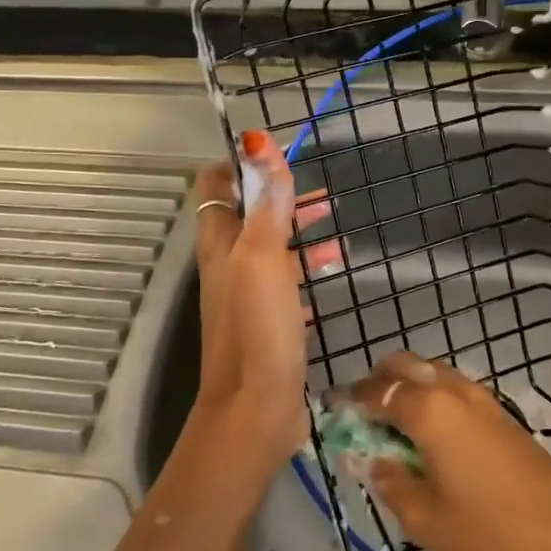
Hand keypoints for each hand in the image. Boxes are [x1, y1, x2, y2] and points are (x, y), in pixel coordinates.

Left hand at [189, 132, 318, 476]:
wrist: (257, 409)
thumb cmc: (258, 327)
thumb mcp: (263, 255)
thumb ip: (265, 201)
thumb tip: (257, 141)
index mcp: (219, 243)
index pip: (215, 186)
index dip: (240, 165)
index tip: (276, 156)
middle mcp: (227, 264)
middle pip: (248, 215)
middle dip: (280, 197)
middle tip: (319, 192)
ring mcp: (246, 295)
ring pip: (270, 247)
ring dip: (297, 229)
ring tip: (335, 220)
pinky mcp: (267, 322)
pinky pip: (285, 280)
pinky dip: (306, 264)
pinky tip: (333, 267)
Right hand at [354, 353, 550, 550]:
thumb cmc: (488, 531)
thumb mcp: (424, 518)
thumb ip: (391, 482)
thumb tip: (375, 461)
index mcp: (429, 409)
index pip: (378, 390)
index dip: (351, 398)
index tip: (334, 409)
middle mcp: (455, 391)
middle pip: (408, 365)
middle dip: (380, 381)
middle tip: (364, 413)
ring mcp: (484, 400)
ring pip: (435, 374)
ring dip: (410, 388)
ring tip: (395, 427)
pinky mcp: (503, 415)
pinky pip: (456, 391)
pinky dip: (435, 400)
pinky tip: (432, 437)